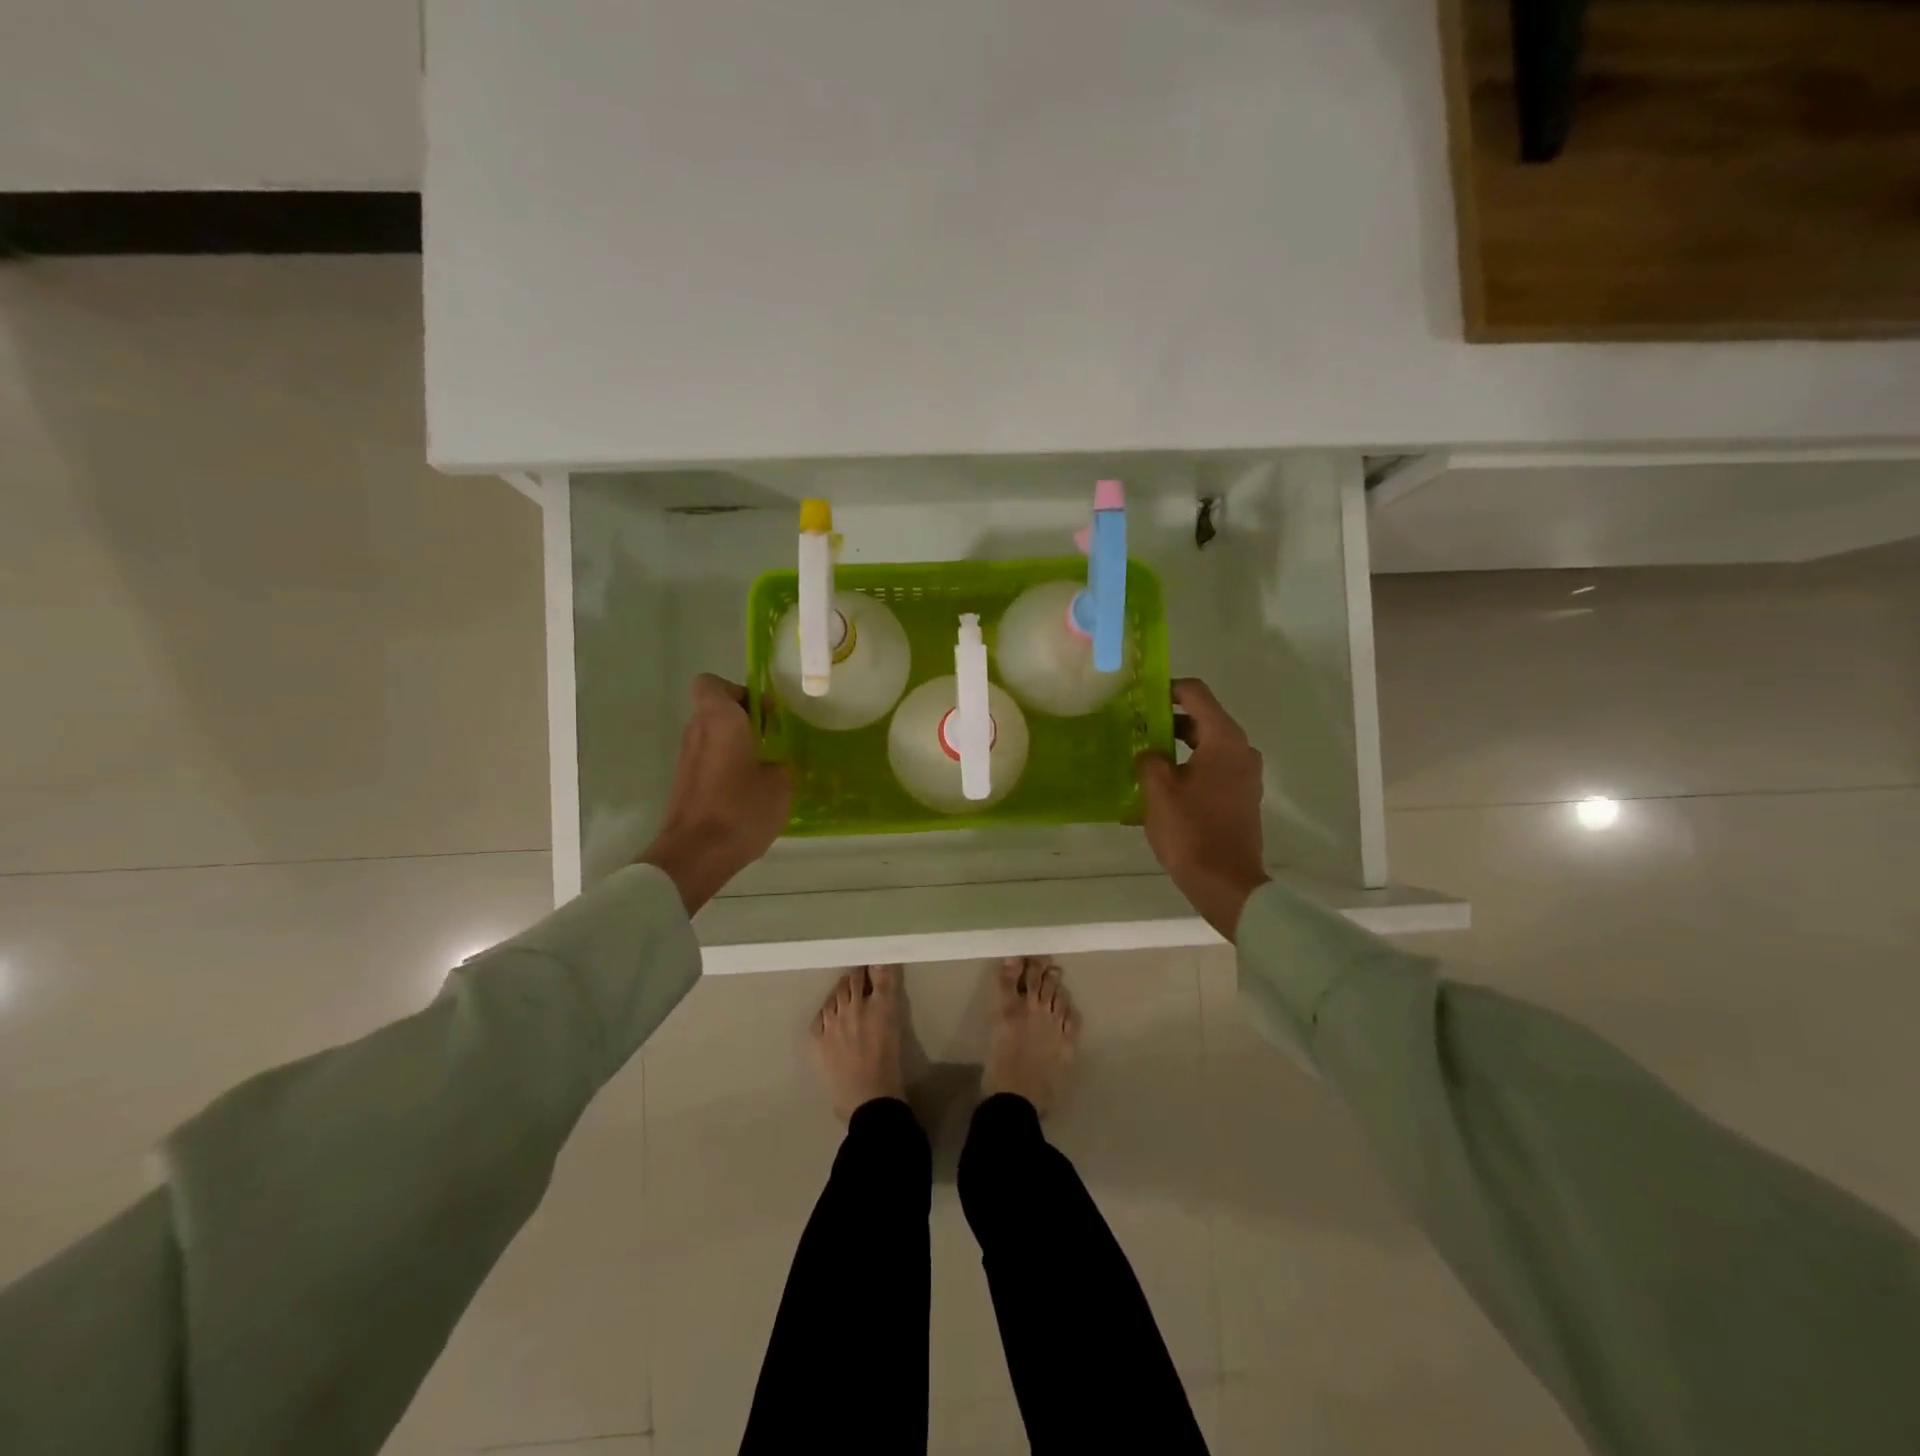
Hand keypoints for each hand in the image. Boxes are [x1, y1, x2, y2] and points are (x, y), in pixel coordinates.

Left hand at [638, 675, 792, 913]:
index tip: (763, 713)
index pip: (712, 684)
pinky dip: (725, 768)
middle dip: (743, 720)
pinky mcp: (683, 783)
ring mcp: (685, 759)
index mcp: (719, 720)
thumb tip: (774, 766)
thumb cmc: (740, 809)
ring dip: (735, 745)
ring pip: (711, 737)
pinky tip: (747, 793)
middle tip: (771, 740)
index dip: (738, 691)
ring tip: (763, 770)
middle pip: (714, 710)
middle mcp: (696, 732)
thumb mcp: (780, 785)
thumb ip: (779, 765)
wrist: (695, 855)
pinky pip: (708, 762)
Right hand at [1135, 678, 1270, 939]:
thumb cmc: (1191, 831)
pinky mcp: (1240, 797)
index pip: (1196, 693)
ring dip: (1175, 746)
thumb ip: (1149, 760)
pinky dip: (1187, 767)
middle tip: (1134, 726)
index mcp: (1224, 740)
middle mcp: (1241, 750)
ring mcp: (1244, 775)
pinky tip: (1160, 785)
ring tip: (1142, 756)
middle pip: (1202, 719)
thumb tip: (1149, 753)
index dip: (1167, 688)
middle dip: (1167, 720)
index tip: (1140, 695)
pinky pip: (1211, 769)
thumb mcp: (1158, 790)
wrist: (1226, 884)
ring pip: (1206, 746)